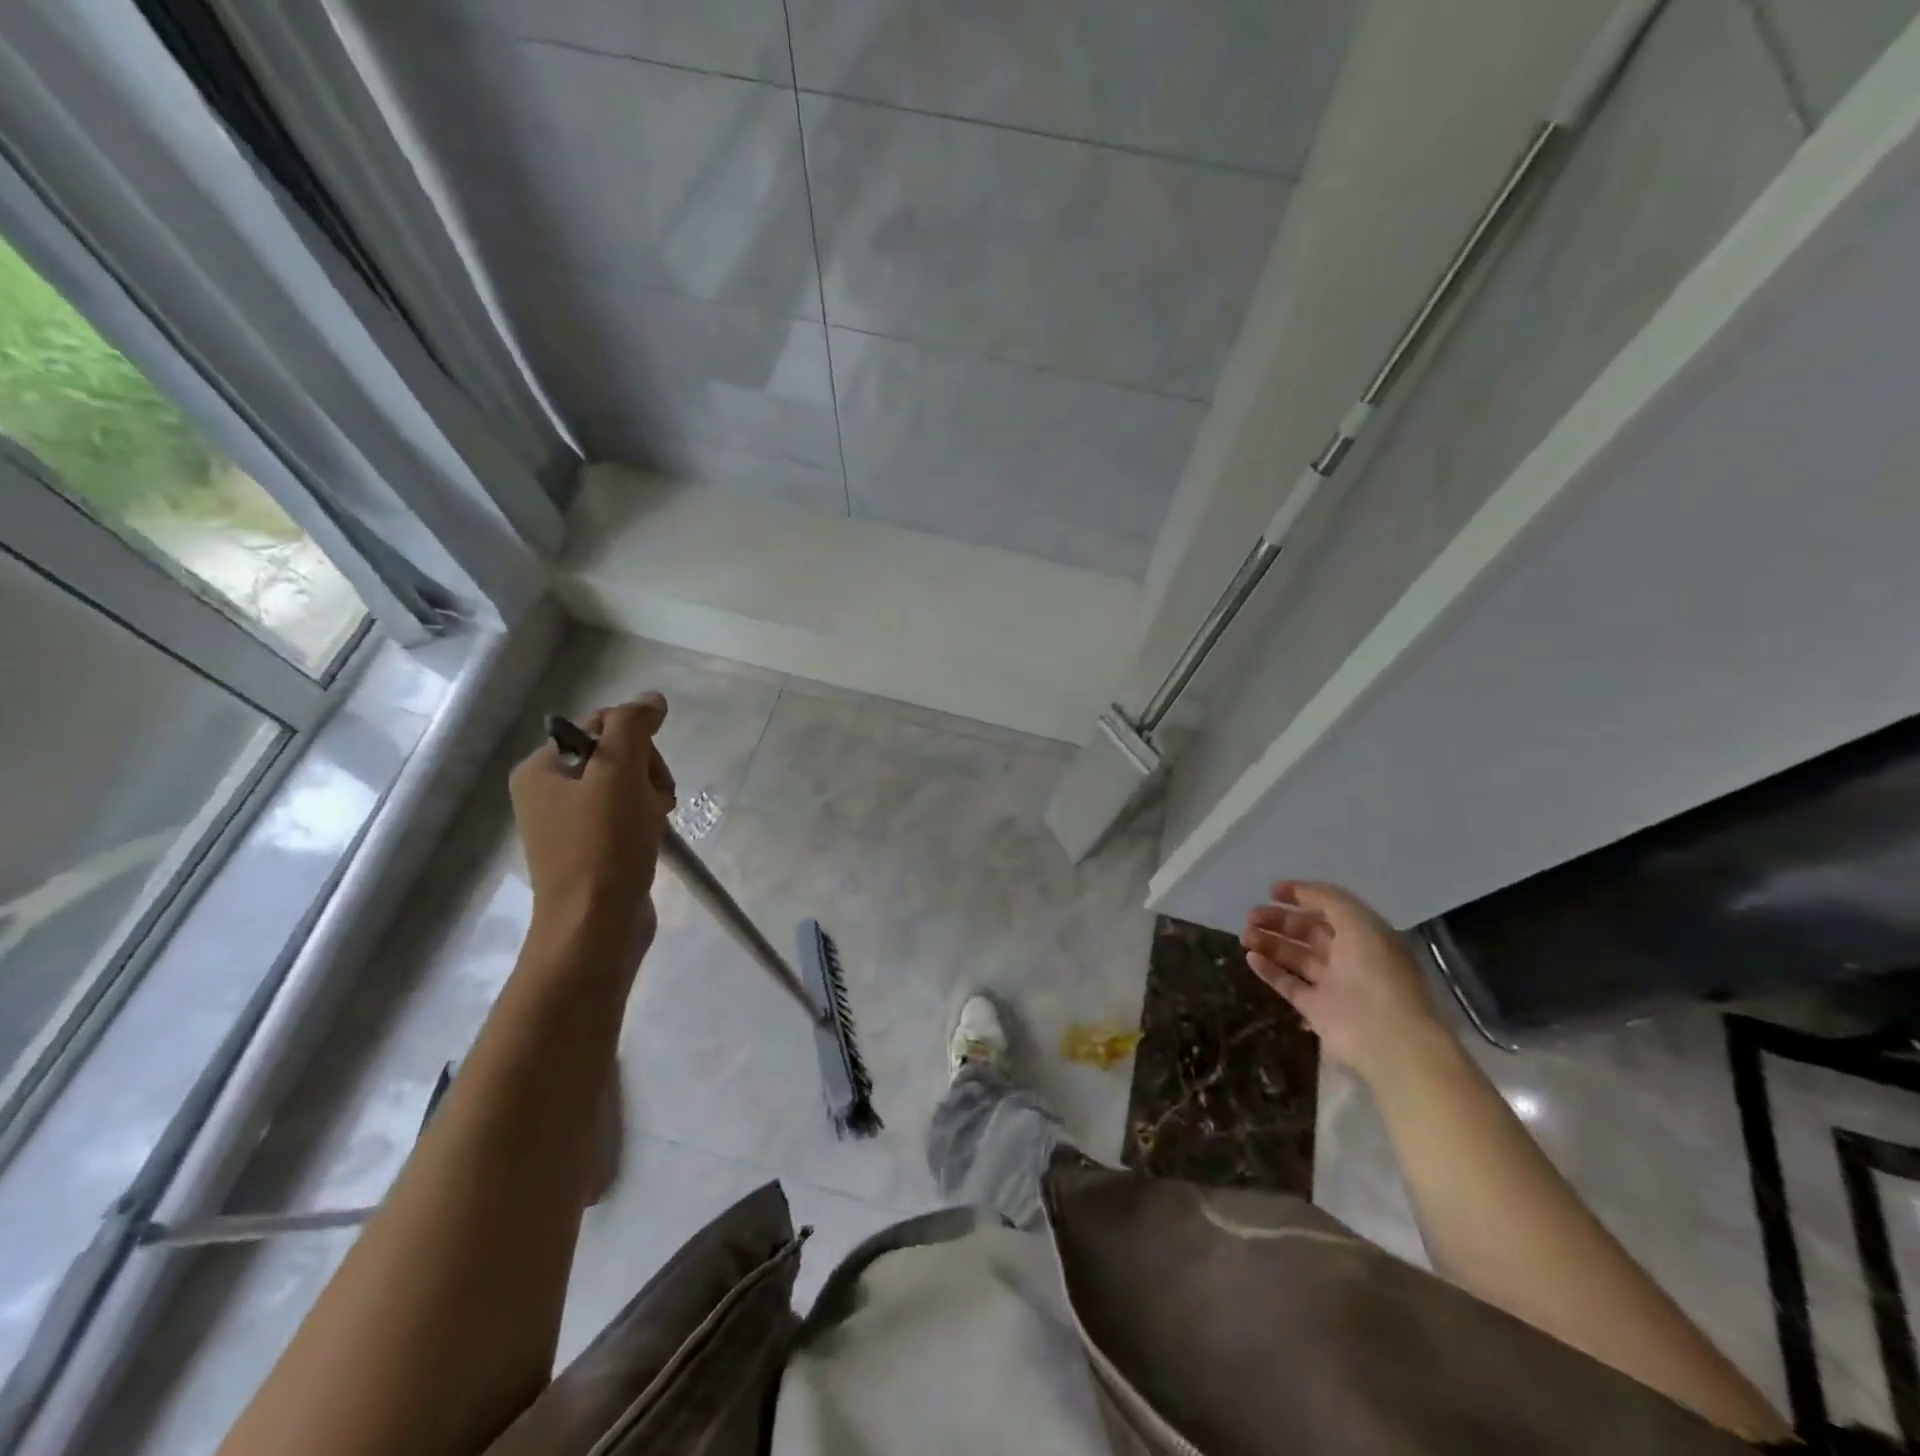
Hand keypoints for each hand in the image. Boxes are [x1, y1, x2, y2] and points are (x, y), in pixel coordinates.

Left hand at [510, 695, 676, 954]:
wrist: (597, 926)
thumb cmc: (604, 846)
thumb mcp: (618, 774)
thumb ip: (632, 727)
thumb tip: (651, 699)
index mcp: (539, 769)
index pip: (599, 725)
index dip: (636, 741)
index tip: (648, 774)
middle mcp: (547, 792)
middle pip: (615, 754)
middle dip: (646, 771)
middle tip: (655, 800)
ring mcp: (569, 824)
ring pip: (627, 785)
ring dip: (651, 796)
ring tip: (655, 822)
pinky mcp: (592, 849)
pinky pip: (626, 814)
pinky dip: (645, 819)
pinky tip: (652, 837)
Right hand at [1241, 881, 1446, 1080]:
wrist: (1387, 1035)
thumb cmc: (1376, 971)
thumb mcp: (1358, 921)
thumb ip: (1327, 900)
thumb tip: (1296, 891)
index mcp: (1365, 935)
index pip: (1329, 909)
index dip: (1302, 897)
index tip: (1272, 891)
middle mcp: (1349, 957)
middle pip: (1308, 932)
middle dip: (1279, 920)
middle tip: (1250, 915)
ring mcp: (1333, 985)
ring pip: (1295, 957)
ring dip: (1270, 943)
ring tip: (1244, 936)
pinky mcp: (1317, 1010)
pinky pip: (1288, 984)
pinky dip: (1269, 971)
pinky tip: (1250, 958)